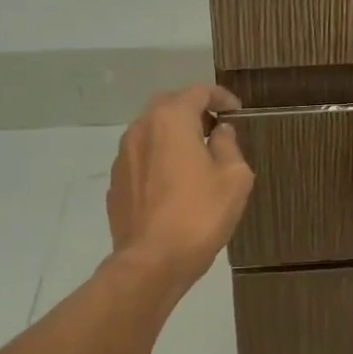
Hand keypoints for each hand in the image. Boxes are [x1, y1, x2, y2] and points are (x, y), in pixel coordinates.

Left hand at [107, 85, 253, 291]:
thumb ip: (229, 146)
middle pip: (168, 105)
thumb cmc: (200, 215)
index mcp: (171, 120)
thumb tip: (220, 132)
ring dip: (173, 135)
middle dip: (192, 110)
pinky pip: (141, 158)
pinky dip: (159, 158)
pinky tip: (174, 182)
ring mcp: (123, 156)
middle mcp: (141, 129)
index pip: (197, 92)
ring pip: (150, 131)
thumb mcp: (234, 178)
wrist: (152, 261)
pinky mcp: (116, 183)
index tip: (236, 111)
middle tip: (215, 128)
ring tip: (195, 156)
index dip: (220, 96)